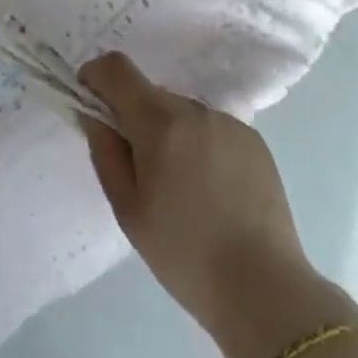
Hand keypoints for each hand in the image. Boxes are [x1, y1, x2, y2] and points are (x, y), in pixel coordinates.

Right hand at [80, 52, 338, 357]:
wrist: (265, 290)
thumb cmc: (184, 254)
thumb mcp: (127, 209)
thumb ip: (105, 152)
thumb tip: (94, 114)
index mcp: (159, 122)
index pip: (116, 68)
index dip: (96, 77)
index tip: (93, 105)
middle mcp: (194, 109)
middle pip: (150, 93)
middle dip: (135, 117)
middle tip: (140, 169)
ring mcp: (228, 122)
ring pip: (181, 112)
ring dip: (169, 133)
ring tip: (182, 188)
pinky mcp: (253, 140)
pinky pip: (211, 129)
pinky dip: (200, 146)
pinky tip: (212, 192)